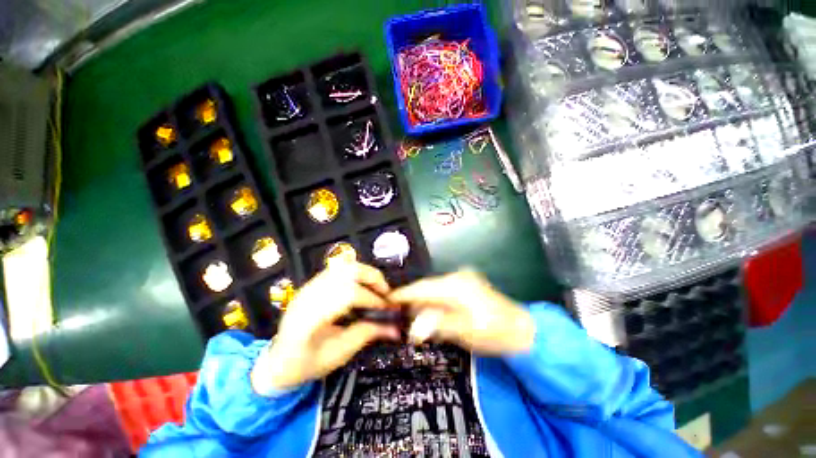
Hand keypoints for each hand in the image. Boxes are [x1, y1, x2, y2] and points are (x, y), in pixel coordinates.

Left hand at [251, 262, 399, 392]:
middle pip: (347, 271)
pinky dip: (357, 274)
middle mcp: (308, 295)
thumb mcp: (339, 354)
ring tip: (377, 287)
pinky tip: (362, 287)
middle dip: (372, 278)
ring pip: (343, 266)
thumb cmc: (306, 364)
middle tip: (386, 292)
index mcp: (310, 318)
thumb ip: (367, 334)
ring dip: (366, 273)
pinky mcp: (312, 283)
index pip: (347, 295)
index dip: (371, 299)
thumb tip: (395, 328)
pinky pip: (339, 269)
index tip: (387, 309)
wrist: (277, 361)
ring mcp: (309, 286)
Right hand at [389, 270, 535, 354]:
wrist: (522, 329)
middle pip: (427, 287)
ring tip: (409, 313)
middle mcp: (457, 277)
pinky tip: (428, 310)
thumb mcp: (464, 331)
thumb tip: (412, 327)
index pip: (423, 287)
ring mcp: (463, 280)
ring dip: (423, 301)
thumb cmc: (494, 332)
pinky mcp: (467, 285)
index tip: (388, 299)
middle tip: (397, 311)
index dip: (404, 293)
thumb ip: (435, 324)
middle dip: (412, 299)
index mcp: (455, 285)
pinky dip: (434, 300)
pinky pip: (443, 291)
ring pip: (434, 289)